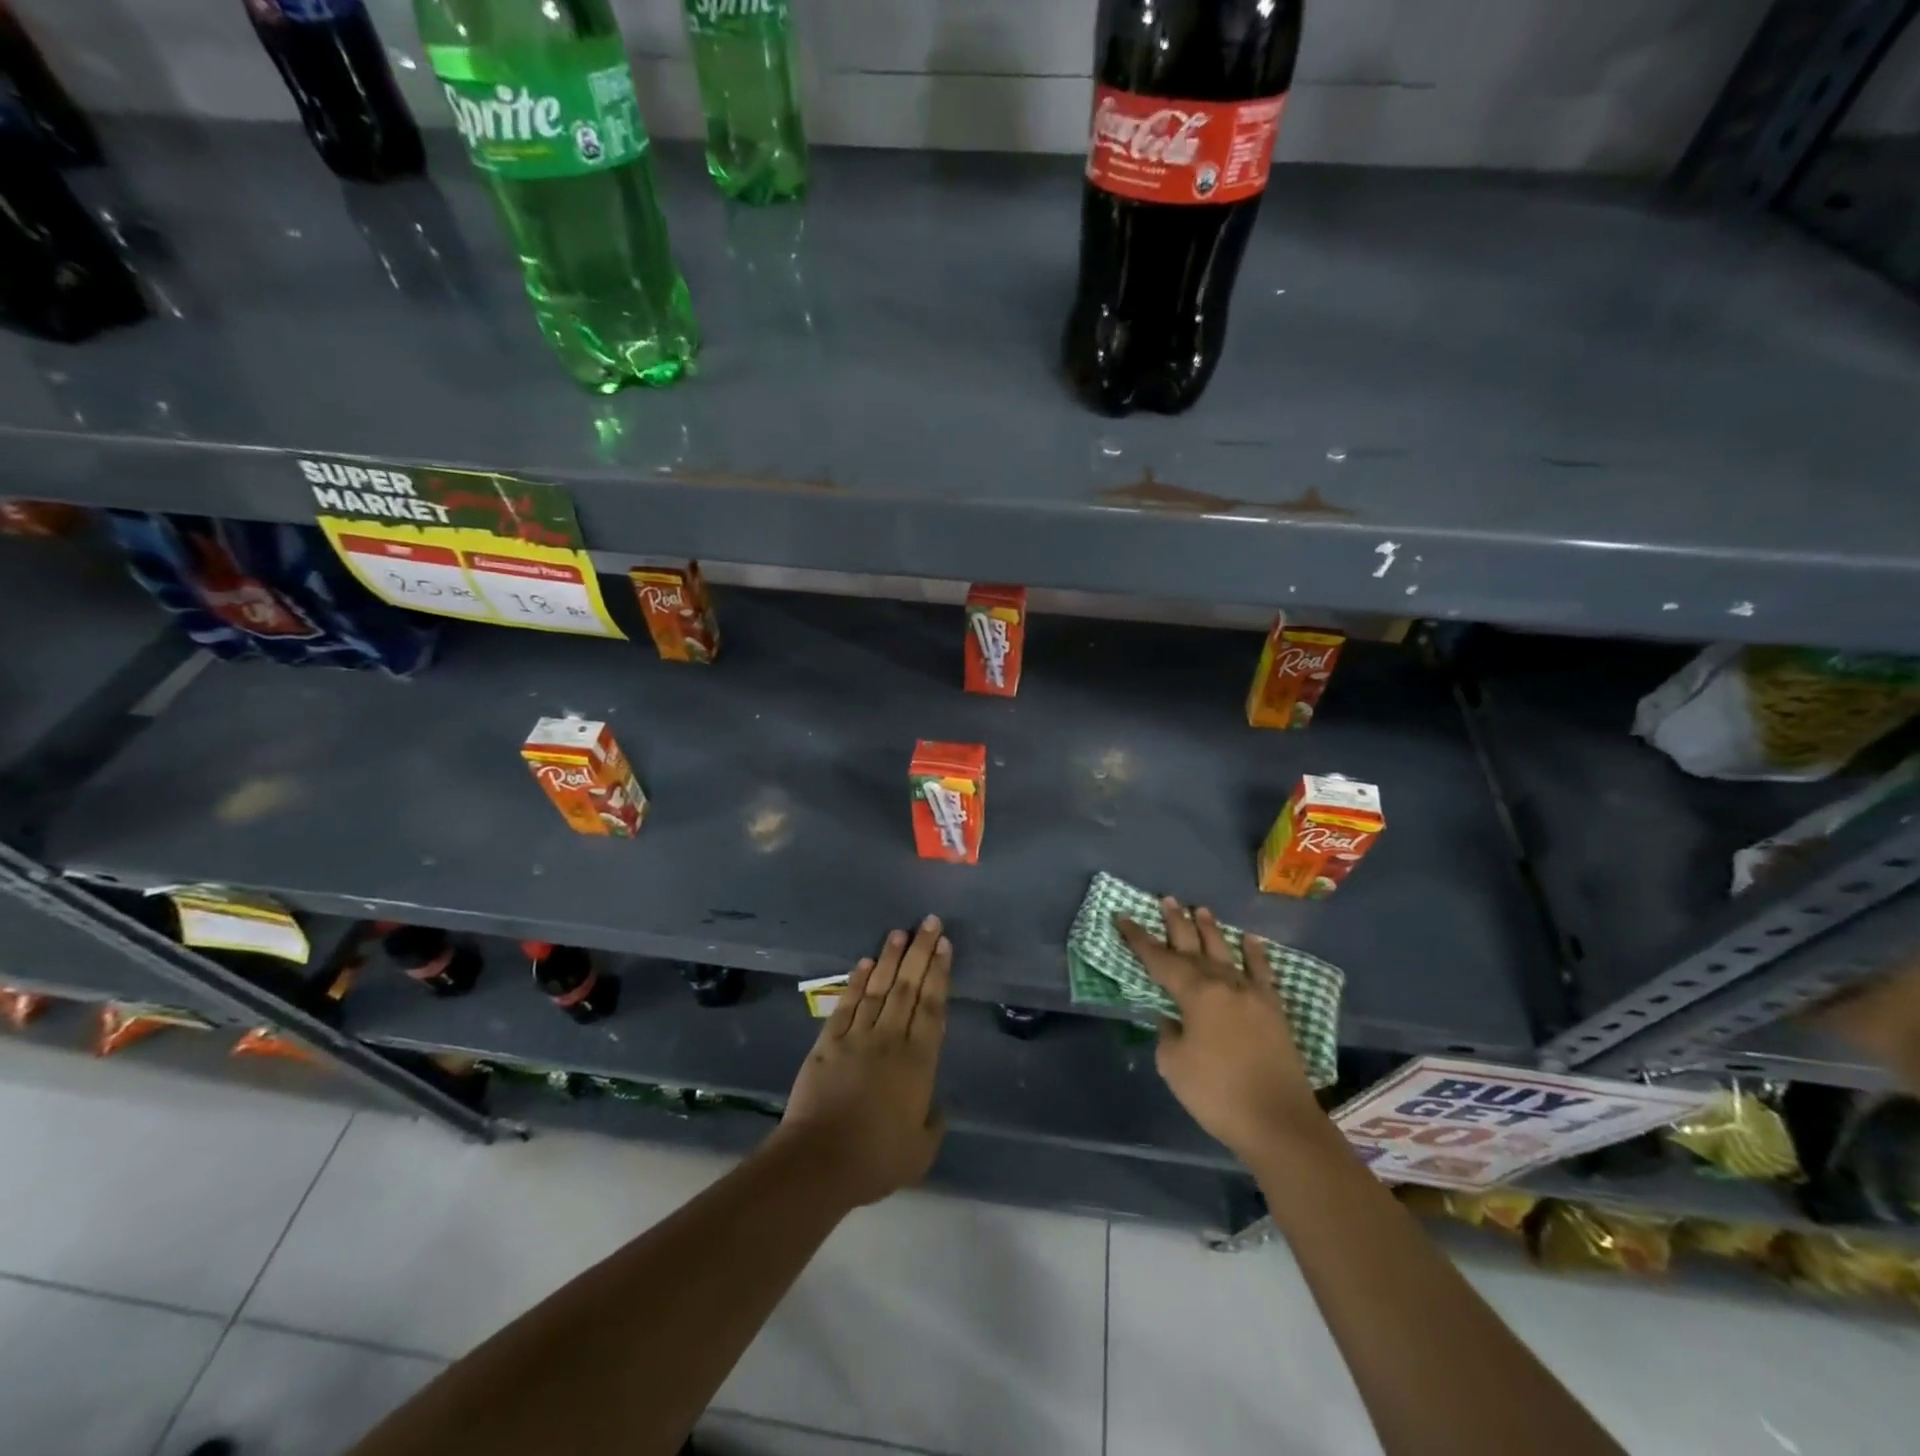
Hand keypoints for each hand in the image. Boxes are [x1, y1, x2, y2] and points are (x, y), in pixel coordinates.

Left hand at [773, 915, 950, 1206]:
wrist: (820, 1161)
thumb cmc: (876, 1159)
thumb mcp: (921, 1151)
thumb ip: (933, 1123)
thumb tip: (937, 1105)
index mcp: (918, 1062)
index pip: (933, 1007)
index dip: (940, 973)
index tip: (945, 945)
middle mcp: (891, 1039)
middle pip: (908, 987)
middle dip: (921, 952)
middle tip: (930, 922)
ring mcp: (857, 1037)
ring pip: (878, 988)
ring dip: (890, 958)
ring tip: (900, 932)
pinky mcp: (828, 1042)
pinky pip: (846, 1004)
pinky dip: (855, 981)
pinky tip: (865, 962)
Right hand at [1118, 898, 1323, 1163]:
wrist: (1279, 1122)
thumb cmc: (1217, 1093)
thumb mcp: (1174, 1065)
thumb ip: (1168, 1033)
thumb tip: (1172, 1018)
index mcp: (1195, 994)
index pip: (1160, 959)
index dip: (1139, 939)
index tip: (1124, 918)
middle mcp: (1223, 984)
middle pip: (1194, 946)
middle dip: (1177, 923)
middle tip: (1166, 899)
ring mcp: (1252, 994)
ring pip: (1226, 952)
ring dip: (1211, 930)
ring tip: (1200, 908)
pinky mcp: (1274, 1010)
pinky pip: (1263, 972)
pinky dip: (1256, 954)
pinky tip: (1250, 939)